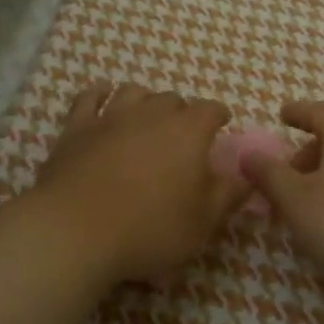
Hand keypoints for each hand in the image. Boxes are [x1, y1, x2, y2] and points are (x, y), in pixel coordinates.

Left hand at [21, 82, 247, 286]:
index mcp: (188, 131)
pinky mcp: (76, 128)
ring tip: (146, 115)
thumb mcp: (202, 223)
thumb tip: (248, 178)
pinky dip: (99, 94)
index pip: (211, 110)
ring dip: (144, 100)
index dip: (218, 116)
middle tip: (182, 134)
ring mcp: (110, 116)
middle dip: (181, 112)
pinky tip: (102, 97)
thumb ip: (228, 196)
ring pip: (133, 92)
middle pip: (172, 99)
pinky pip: (89, 98)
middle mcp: (151, 113)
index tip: (221, 126)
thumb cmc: (149, 229)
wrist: (75, 230)